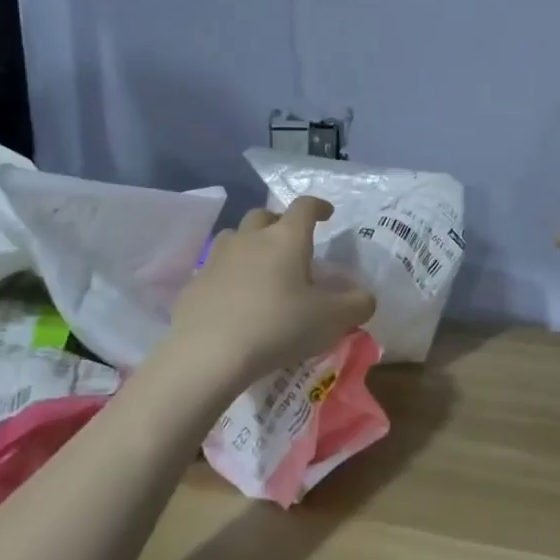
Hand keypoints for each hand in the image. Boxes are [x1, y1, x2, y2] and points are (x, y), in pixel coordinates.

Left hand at [169, 198, 376, 383]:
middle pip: (264, 215)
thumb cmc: (279, 327)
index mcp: (286, 239)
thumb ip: (357, 304)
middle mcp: (250, 239)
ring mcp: (217, 259)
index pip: (304, 207)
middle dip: (280, 223)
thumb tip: (365, 297)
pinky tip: (236, 301)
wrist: (209, 353)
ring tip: (261, 268)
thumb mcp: (332, 320)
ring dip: (250, 244)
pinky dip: (229, 276)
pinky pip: (216, 270)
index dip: (318, 206)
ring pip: (235, 237)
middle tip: (292, 244)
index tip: (327, 214)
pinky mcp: (194, 284)